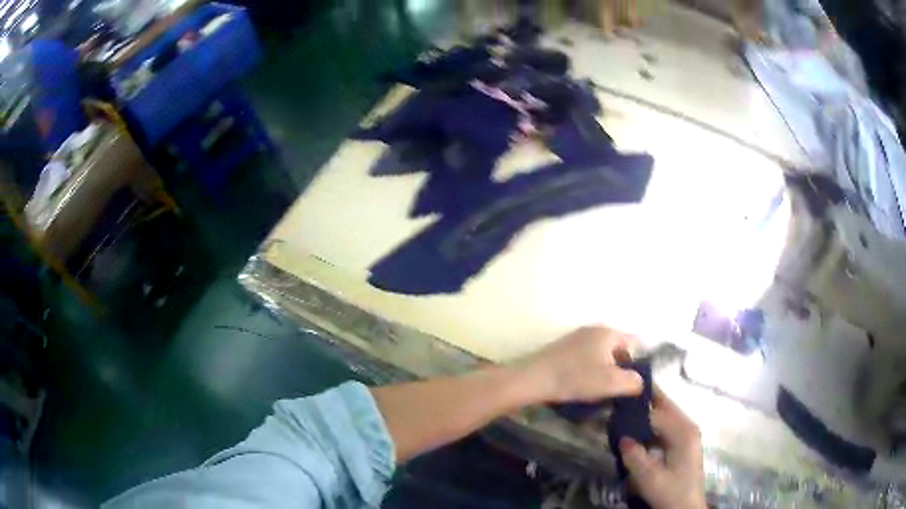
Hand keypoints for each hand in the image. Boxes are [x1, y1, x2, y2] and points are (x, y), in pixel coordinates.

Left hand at [515, 326, 643, 403]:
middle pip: (617, 350)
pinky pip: (585, 360)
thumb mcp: (612, 382)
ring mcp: (576, 338)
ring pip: (601, 356)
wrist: (533, 379)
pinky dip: (589, 372)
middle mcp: (594, 330)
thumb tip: (639, 382)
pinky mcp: (562, 349)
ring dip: (604, 373)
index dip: (640, 363)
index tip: (637, 383)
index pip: (635, 343)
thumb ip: (633, 381)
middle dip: (621, 370)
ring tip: (602, 393)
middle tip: (620, 391)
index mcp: (608, 333)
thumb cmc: (577, 377)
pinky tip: (583, 388)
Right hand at [620, 386, 705, 508]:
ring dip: (647, 411)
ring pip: (666, 415)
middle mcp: (688, 427)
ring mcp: (687, 434)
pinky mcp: (683, 443)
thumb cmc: (671, 493)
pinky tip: (637, 429)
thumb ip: (635, 457)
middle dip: (645, 398)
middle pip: (665, 406)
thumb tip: (622, 437)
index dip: (638, 406)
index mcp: (683, 432)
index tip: (616, 400)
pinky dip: (651, 424)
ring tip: (624, 410)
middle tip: (622, 394)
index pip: (657, 412)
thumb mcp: (650, 479)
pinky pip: (665, 426)